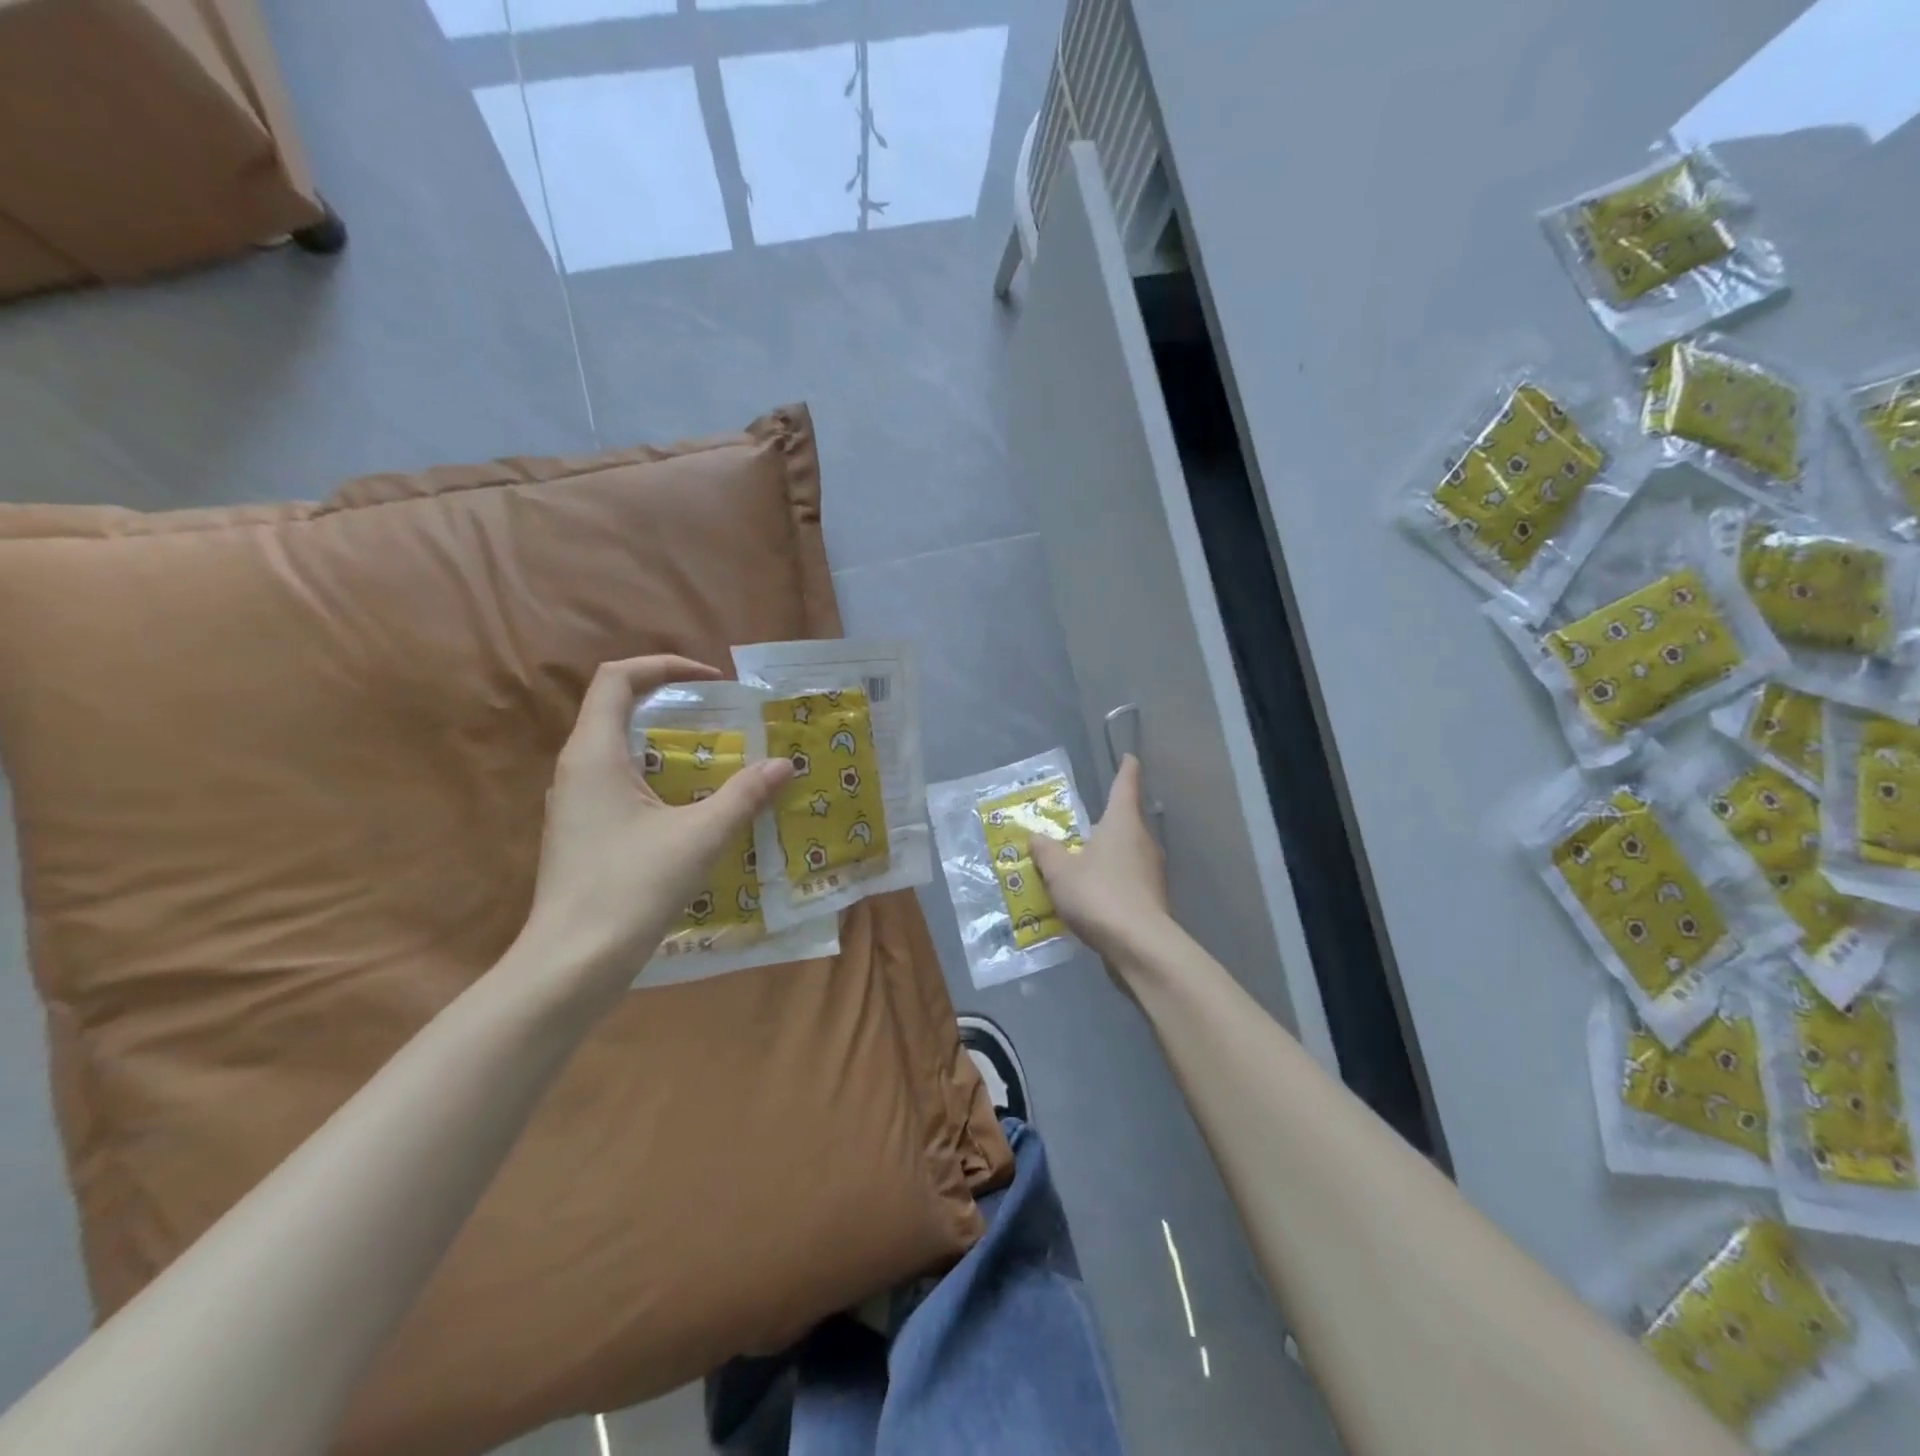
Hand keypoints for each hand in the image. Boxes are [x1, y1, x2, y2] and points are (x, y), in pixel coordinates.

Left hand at [519, 656, 792, 996]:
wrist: (572, 963)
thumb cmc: (631, 887)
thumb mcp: (700, 837)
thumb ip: (744, 795)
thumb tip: (784, 765)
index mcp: (594, 754)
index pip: (617, 678)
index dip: (664, 666)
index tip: (711, 679)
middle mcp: (576, 769)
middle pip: (618, 710)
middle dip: (672, 705)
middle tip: (722, 718)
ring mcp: (574, 803)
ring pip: (619, 751)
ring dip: (666, 745)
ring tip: (716, 760)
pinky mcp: (581, 832)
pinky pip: (619, 784)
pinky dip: (657, 779)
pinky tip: (690, 808)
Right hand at [1028, 755, 1169, 964]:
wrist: (1139, 946)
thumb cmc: (1098, 894)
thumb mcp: (1060, 871)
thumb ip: (1046, 851)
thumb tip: (1036, 836)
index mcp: (1122, 823)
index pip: (1126, 785)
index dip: (1126, 769)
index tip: (1129, 757)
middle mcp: (1142, 841)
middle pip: (1126, 821)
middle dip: (1106, 821)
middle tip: (1081, 825)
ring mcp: (1152, 872)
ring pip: (1127, 853)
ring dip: (1107, 855)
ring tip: (1080, 864)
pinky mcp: (1153, 899)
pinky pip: (1127, 880)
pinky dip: (1111, 881)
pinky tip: (1092, 897)